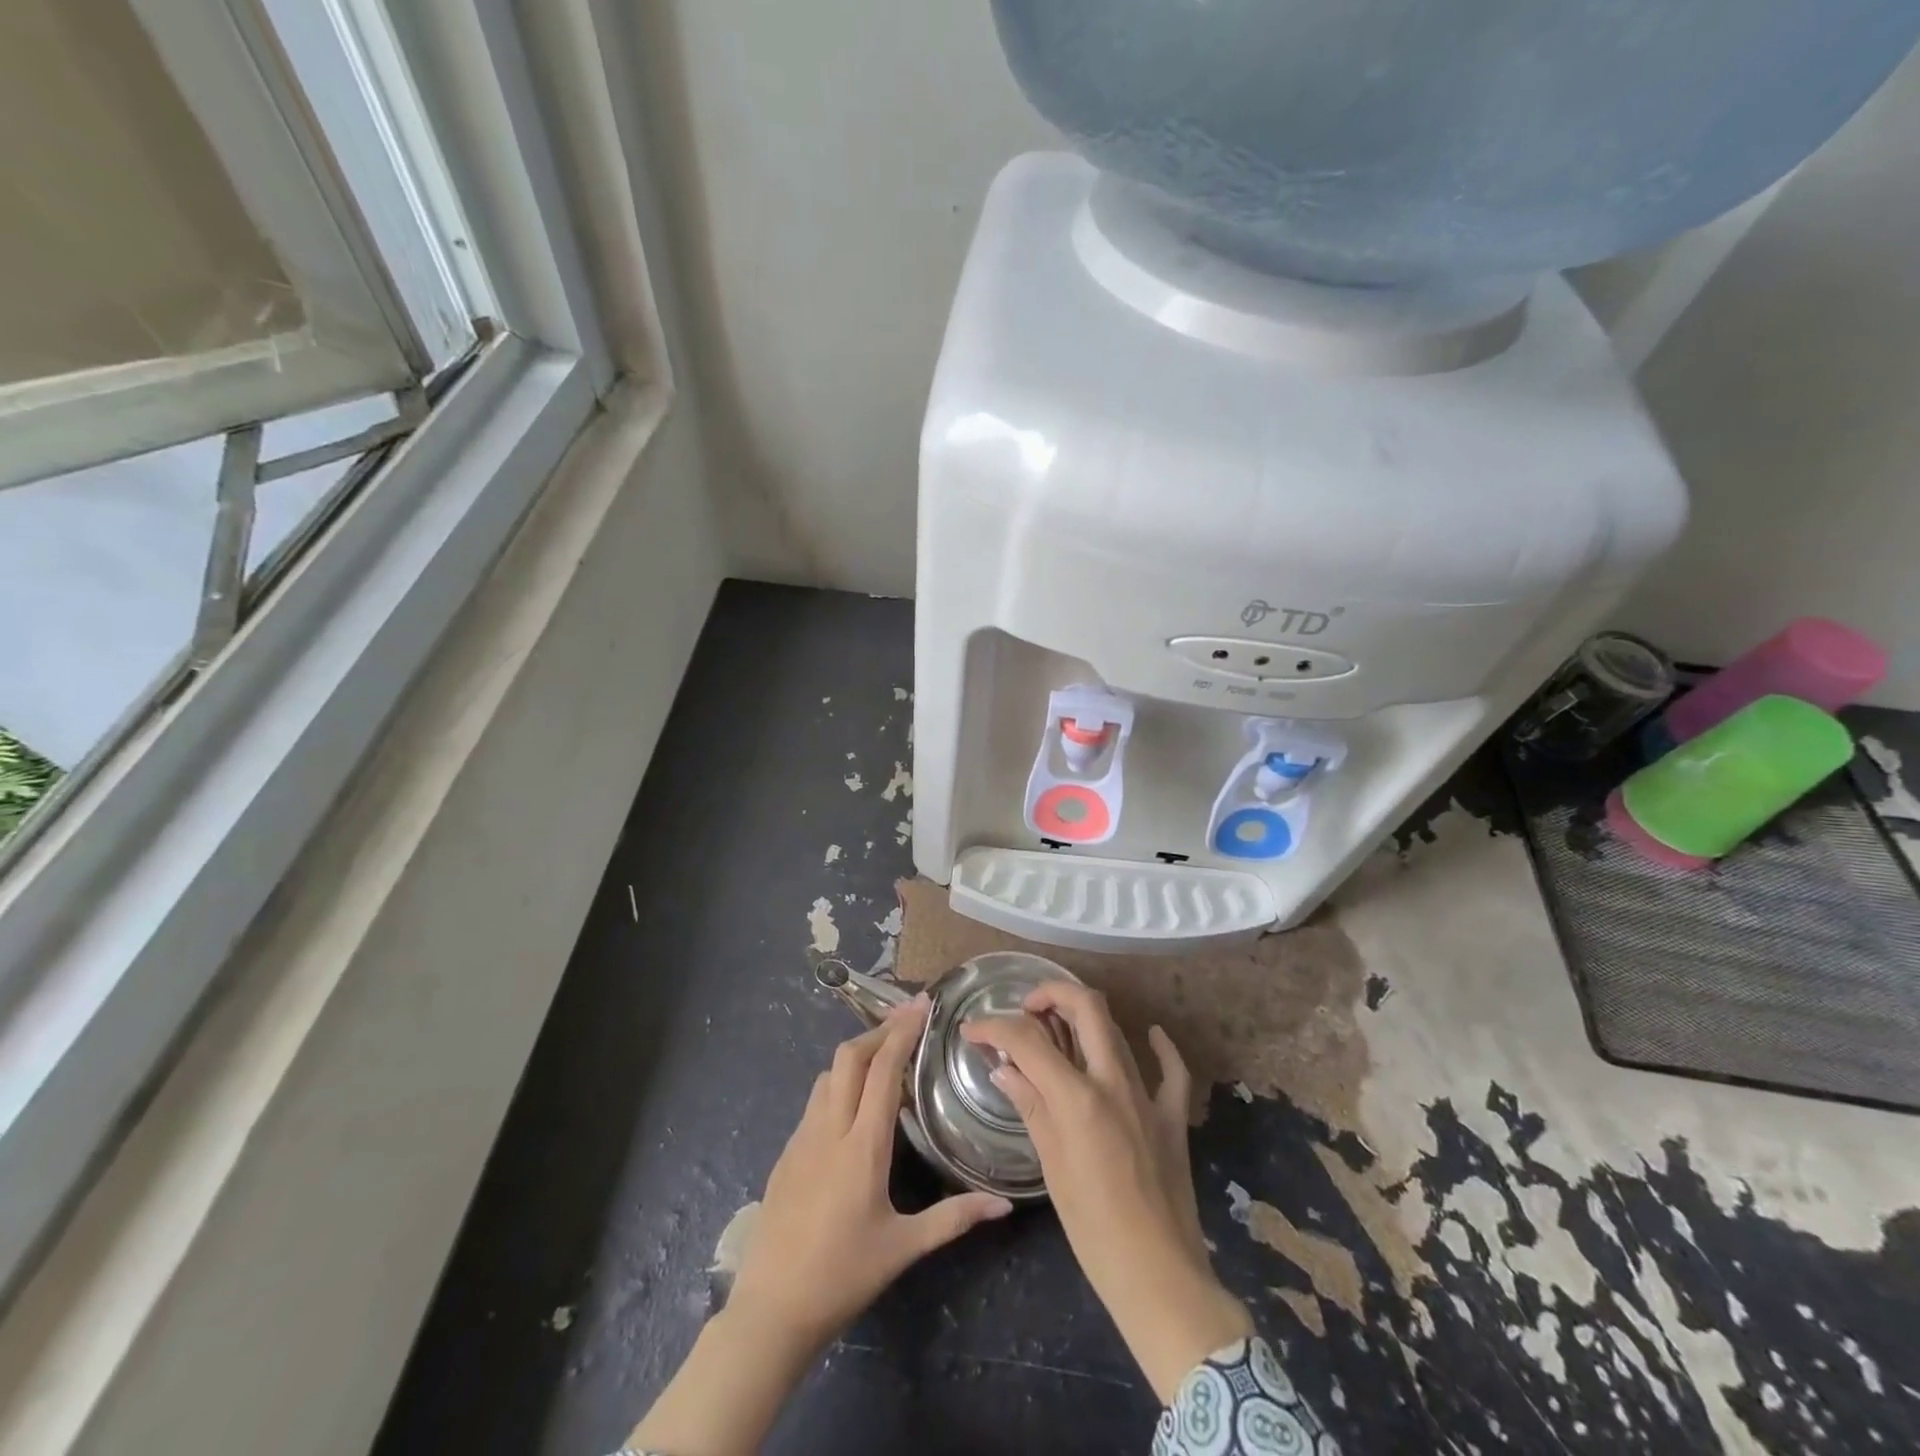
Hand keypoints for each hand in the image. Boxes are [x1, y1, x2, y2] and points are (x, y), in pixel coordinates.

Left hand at [630, 997, 1011, 1455]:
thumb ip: (953, 1218)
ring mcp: (802, 1138)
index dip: (902, 1031)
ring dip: (857, 1054)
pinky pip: (815, 1099)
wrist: (770, 1311)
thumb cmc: (842, 1276)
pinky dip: (839, 1082)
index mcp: (862, 1146)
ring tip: (886, 1055)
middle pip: (849, 1056)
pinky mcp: (787, 1151)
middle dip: (879, 1029)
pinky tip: (854, 1103)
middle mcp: (829, 1129)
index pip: (883, 1070)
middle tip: (908, 1020)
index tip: (922, 1005)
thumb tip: (1003, 1204)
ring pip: (828, 1073)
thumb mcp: (903, 1248)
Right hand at [963, 984, 1251, 1400]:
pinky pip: (1171, 1070)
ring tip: (1058, 1027)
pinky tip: (1149, 1034)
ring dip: (1086, 1017)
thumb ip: (1030, 1106)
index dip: (994, 1026)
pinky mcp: (1172, 1116)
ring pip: (1117, 1030)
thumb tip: (1003, 1067)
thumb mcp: (1051, 1166)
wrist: (1159, 1278)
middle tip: (1026, 1010)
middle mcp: (1113, 1082)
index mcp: (1077, 1097)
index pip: (1028, 1040)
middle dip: (1051, 994)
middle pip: (1085, 1007)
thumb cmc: (1093, 1231)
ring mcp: (1148, 1095)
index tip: (971, 1030)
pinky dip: (1159, 1046)